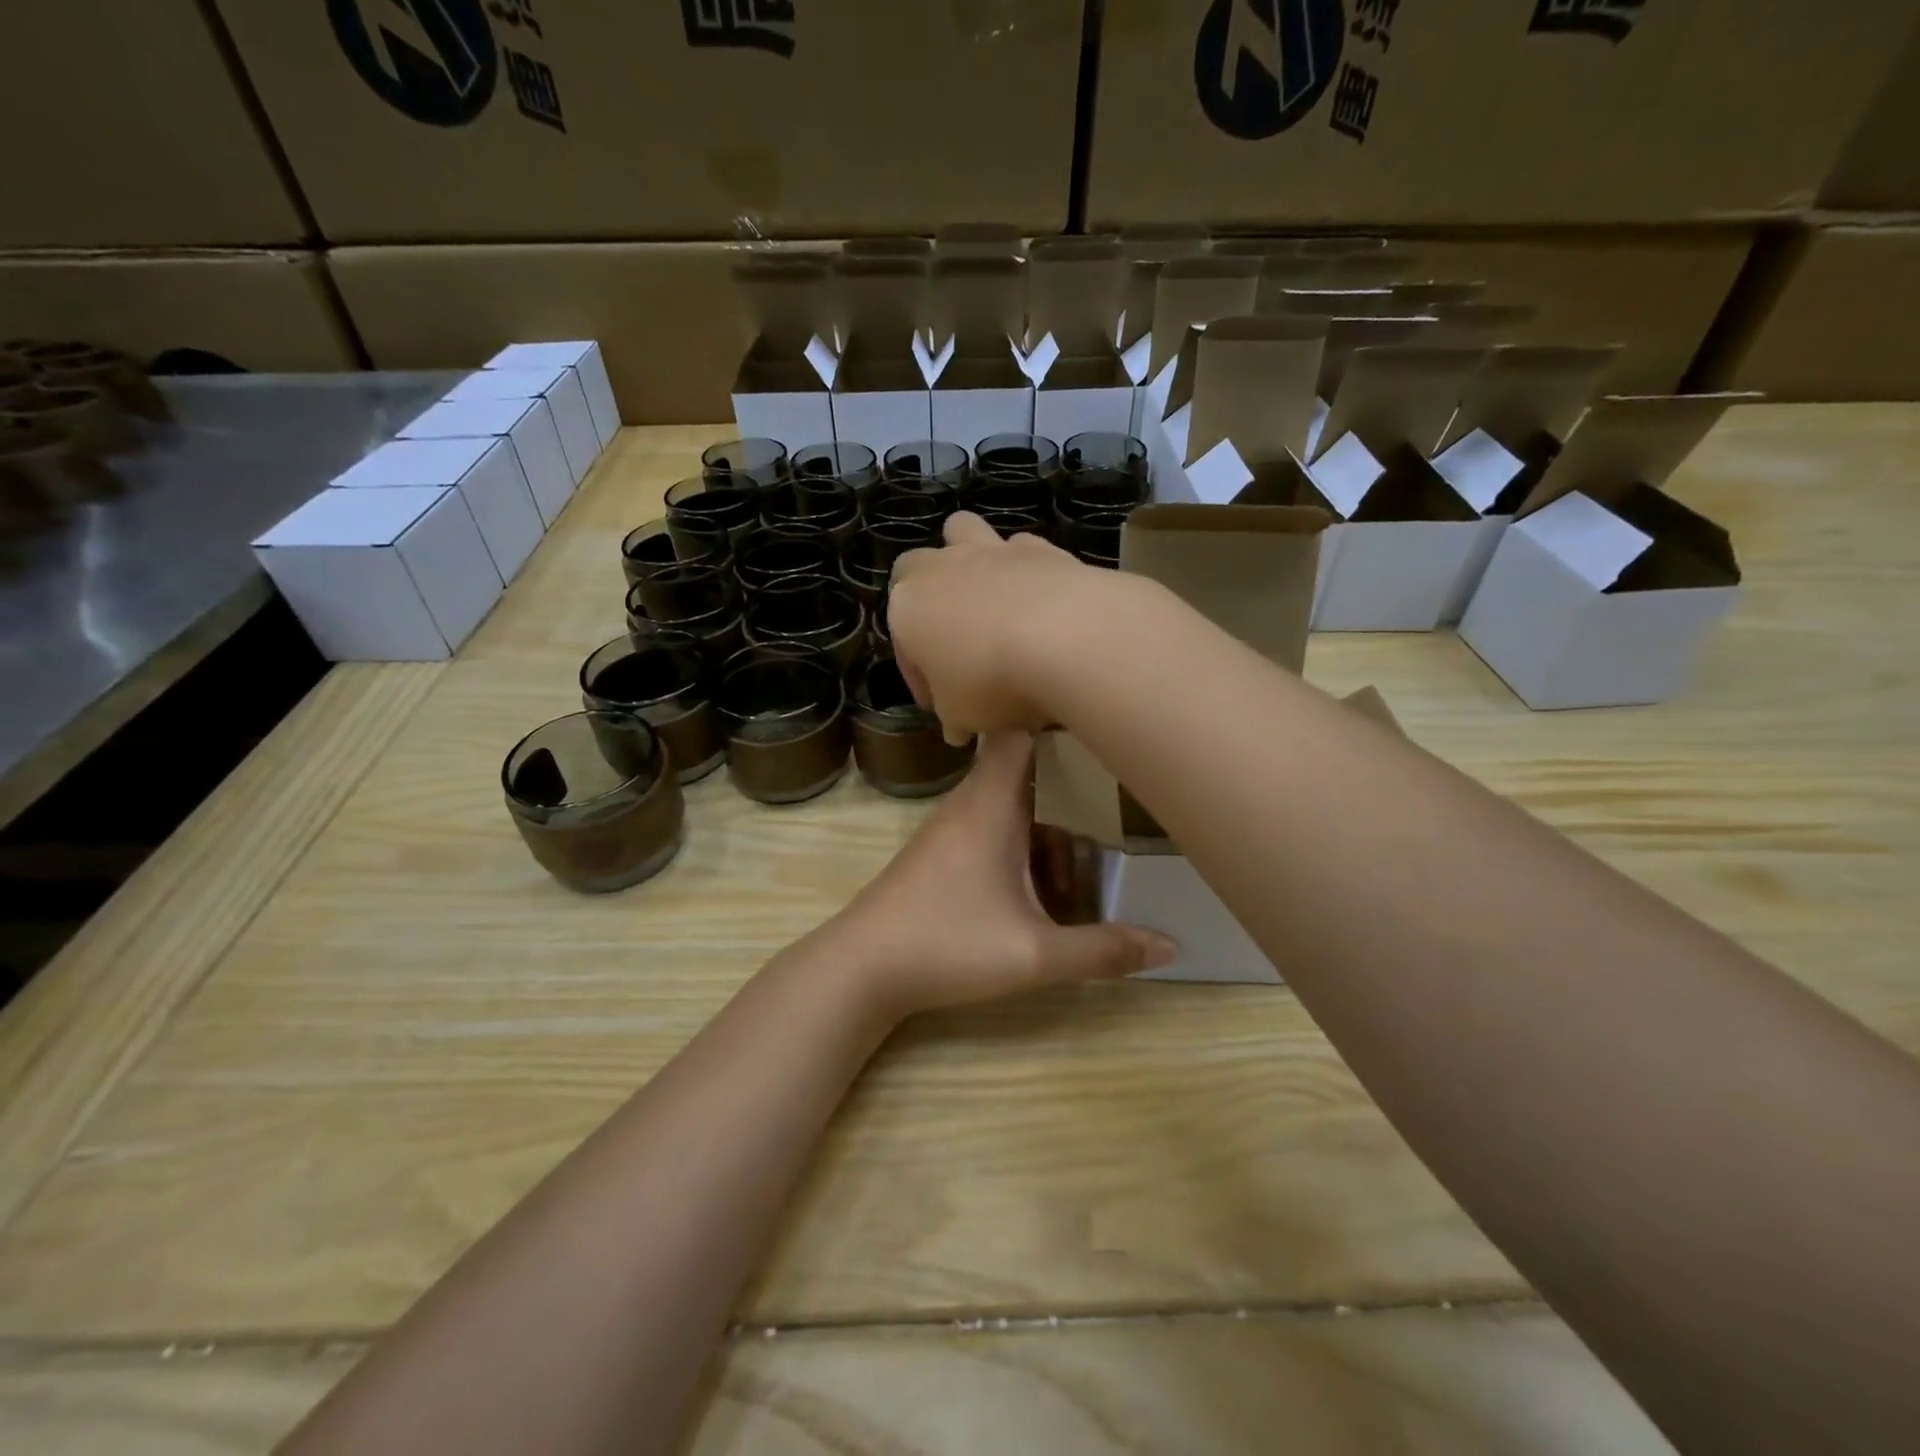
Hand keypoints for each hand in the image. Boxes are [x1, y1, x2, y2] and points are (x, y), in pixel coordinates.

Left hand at [819, 732, 1175, 1021]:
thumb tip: (1169, 946)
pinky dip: (1021, 850)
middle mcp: (969, 804)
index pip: (1021, 732)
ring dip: (1045, 835)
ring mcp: (950, 829)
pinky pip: (992, 831)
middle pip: (1027, 774)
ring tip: (1075, 881)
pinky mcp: (939, 854)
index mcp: (991, 804)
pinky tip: (1036, 899)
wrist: (860, 968)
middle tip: (1115, 813)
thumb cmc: (947, 944)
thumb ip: (1102, 950)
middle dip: (1070, 794)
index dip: (1058, 724)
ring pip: (1011, 809)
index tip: (1102, 733)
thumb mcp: (1034, 954)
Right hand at [889, 512, 1144, 744]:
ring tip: (989, 601)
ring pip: (964, 531)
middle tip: (952, 640)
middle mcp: (942, 567)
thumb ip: (953, 715)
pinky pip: (1023, 548)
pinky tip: (1039, 601)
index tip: (941, 706)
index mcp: (907, 606)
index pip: (902, 642)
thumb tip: (958, 727)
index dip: (919, 676)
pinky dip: (1024, 569)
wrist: (1065, 637)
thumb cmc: (990, 681)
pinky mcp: (1042, 546)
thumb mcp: (960, 714)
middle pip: (917, 567)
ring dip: (968, 559)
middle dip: (927, 596)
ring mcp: (992, 550)